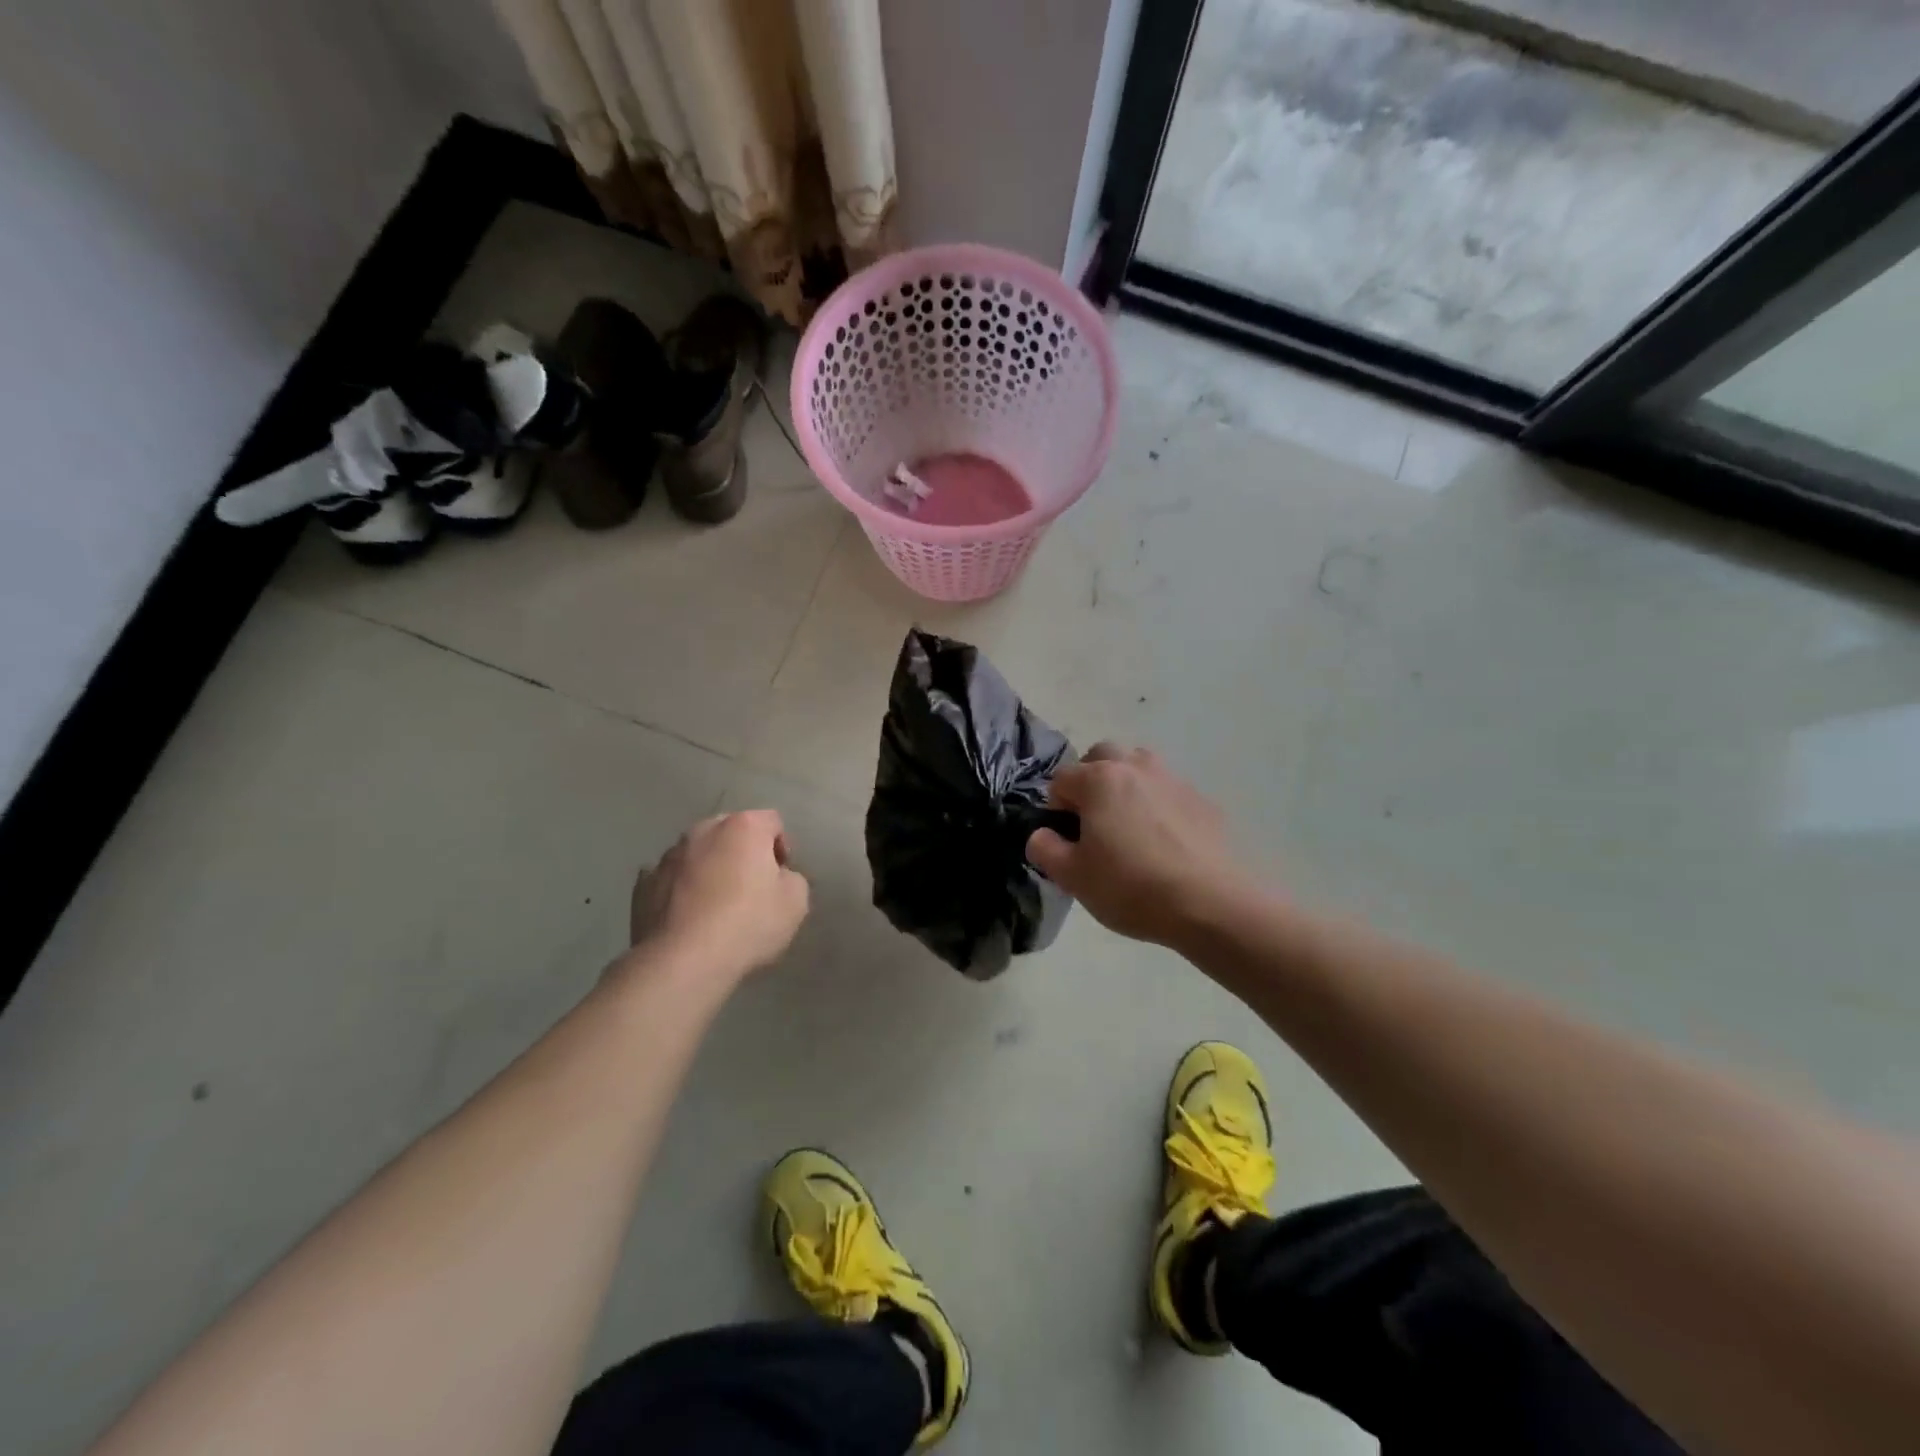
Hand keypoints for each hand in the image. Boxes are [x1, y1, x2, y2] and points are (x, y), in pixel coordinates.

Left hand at [629, 811, 809, 980]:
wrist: (682, 962)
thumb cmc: (747, 924)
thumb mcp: (795, 903)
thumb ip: (792, 878)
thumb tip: (777, 877)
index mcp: (743, 827)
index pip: (772, 822)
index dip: (781, 847)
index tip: (780, 877)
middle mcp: (703, 831)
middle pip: (730, 832)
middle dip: (742, 853)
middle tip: (751, 888)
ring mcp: (668, 856)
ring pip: (697, 854)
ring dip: (709, 869)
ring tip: (715, 906)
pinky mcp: (643, 885)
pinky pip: (670, 879)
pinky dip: (680, 890)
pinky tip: (686, 916)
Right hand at [1026, 744, 1261, 947]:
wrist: (1210, 903)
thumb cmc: (1131, 887)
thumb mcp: (1073, 877)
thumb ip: (1045, 849)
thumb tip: (1042, 834)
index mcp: (1099, 780)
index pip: (1061, 778)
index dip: (1055, 806)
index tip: (1065, 837)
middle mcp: (1135, 767)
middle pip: (1103, 755)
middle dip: (1091, 780)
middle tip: (1093, 821)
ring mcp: (1173, 780)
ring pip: (1140, 767)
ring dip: (1127, 785)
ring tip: (1129, 826)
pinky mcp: (1202, 801)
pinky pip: (1169, 793)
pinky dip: (1159, 806)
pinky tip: (1164, 843)